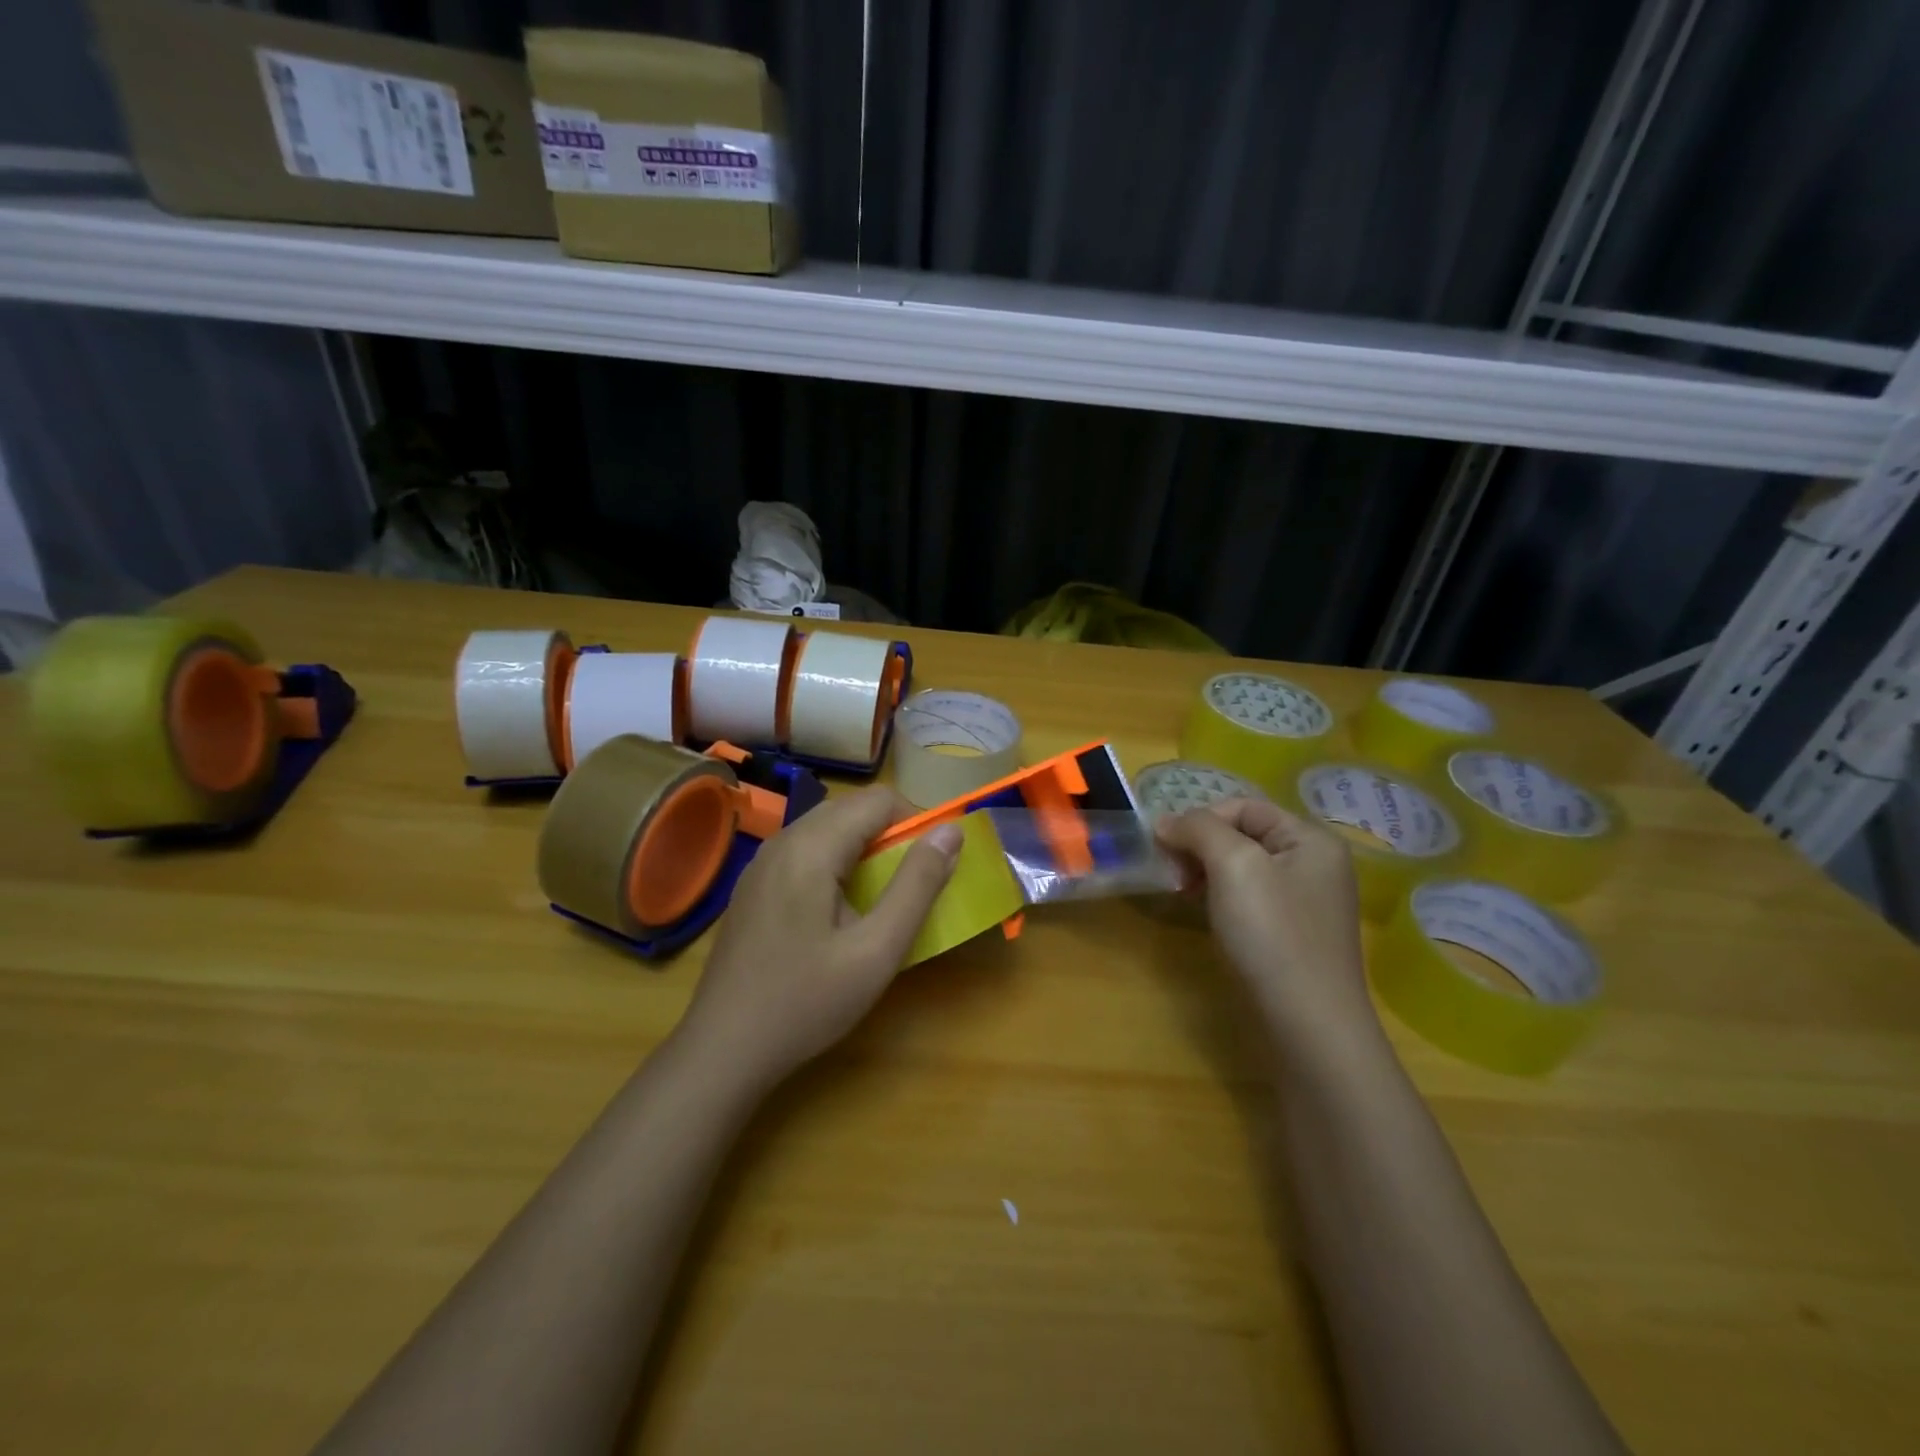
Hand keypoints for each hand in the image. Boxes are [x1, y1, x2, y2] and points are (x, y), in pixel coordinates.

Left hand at [679, 786, 962, 1086]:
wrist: (723, 1050)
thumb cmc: (806, 1002)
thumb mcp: (876, 950)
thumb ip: (917, 886)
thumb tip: (950, 832)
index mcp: (811, 847)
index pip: (878, 800)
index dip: (916, 821)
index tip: (934, 863)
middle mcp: (782, 841)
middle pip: (850, 809)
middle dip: (891, 833)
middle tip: (912, 882)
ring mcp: (761, 863)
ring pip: (826, 828)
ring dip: (863, 846)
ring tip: (882, 896)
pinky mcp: (753, 886)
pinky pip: (804, 851)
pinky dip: (835, 861)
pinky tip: (839, 910)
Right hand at [1155, 798, 1375, 1042]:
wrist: (1308, 1024)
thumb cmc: (1272, 934)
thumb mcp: (1233, 865)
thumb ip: (1198, 829)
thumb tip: (1165, 821)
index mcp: (1311, 839)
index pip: (1244, 806)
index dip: (1200, 819)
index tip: (1165, 847)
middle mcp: (1315, 864)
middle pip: (1243, 835)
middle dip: (1201, 846)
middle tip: (1171, 873)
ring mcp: (1306, 902)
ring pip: (1242, 868)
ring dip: (1206, 872)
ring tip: (1183, 893)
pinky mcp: (1292, 934)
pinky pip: (1249, 898)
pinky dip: (1220, 898)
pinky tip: (1205, 915)